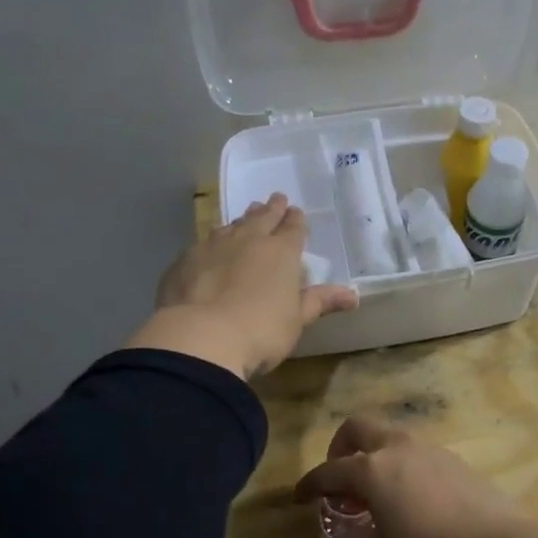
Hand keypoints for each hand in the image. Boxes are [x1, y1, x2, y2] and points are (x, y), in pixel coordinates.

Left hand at [126, 194, 357, 379]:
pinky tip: (209, 248)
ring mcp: (212, 247)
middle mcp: (248, 240)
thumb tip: (353, 295)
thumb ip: (320, 302)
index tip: (296, 212)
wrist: (201, 337)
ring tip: (244, 217)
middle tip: (275, 199)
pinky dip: (211, 242)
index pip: (293, 229)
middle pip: (262, 218)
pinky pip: (202, 244)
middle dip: (271, 209)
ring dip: (240, 221)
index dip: (296, 221)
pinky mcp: (184, 262)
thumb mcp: (297, 320)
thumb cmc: (261, 331)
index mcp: (281, 253)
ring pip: (230, 226)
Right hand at [293, 417, 523, 537]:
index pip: (328, 472)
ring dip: (373, 457)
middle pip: (358, 430)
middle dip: (340, 450)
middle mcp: (397, 449)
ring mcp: (429, 450)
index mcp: (372, 469)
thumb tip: (340, 535)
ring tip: (375, 496)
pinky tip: (409, 498)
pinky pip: (414, 453)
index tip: (299, 498)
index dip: (309, 485)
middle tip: (340, 483)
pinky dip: (400, 466)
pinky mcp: (453, 460)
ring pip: (389, 438)